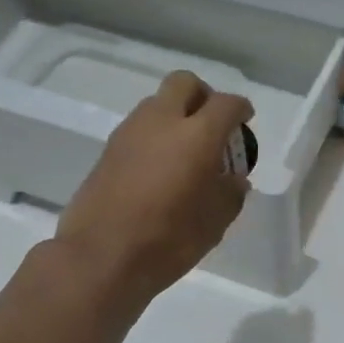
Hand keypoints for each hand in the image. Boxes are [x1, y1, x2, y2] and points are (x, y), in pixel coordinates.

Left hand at [54, 71, 254, 304]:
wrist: (99, 258)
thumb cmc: (167, 241)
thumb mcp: (214, 223)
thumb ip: (230, 194)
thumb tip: (233, 180)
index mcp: (196, 135)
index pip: (225, 104)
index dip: (240, 109)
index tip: (245, 121)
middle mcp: (161, 122)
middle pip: (184, 83)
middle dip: (203, 96)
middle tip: (212, 124)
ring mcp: (129, 133)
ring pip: (157, 103)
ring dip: (175, 115)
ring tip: (185, 150)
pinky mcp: (107, 150)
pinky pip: (138, 128)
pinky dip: (154, 136)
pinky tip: (160, 168)